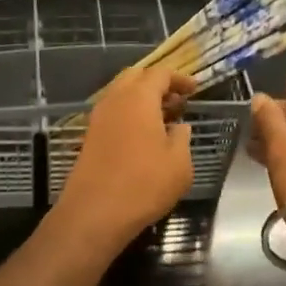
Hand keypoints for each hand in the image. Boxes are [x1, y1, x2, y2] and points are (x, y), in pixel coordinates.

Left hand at [47, 66, 195, 257]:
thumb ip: (182, 137)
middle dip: (157, 83)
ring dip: (142, 99)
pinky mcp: (89, 137)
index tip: (195, 90)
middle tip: (177, 101)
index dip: (180, 78)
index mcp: (138, 98)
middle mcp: (114, 100)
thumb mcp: (179, 163)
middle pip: (135, 77)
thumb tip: (179, 126)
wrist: (95, 213)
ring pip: (120, 95)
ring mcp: (98, 119)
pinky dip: (129, 115)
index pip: (160, 73)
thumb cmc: (144, 184)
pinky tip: (143, 136)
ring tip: (163, 119)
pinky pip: (112, 113)